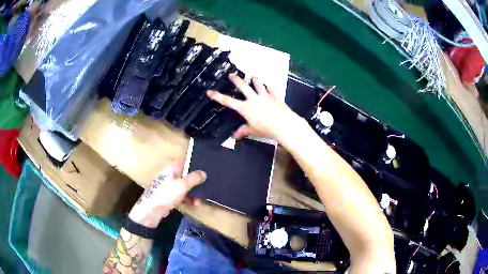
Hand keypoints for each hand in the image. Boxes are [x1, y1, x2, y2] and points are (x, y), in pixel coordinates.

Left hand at [128, 163, 206, 227]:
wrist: (152, 210)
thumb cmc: (167, 193)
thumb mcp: (183, 185)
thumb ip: (194, 178)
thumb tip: (204, 173)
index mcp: (172, 168)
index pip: (186, 162)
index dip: (196, 164)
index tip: (207, 168)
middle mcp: (171, 175)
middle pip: (187, 175)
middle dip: (197, 182)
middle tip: (207, 185)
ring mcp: (170, 186)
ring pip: (186, 186)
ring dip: (194, 193)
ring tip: (200, 200)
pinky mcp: (170, 196)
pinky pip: (182, 195)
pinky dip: (188, 199)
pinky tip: (194, 204)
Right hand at [207, 75, 301, 141]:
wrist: (283, 124)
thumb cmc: (265, 128)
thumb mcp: (253, 131)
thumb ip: (243, 131)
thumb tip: (235, 136)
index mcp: (245, 108)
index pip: (228, 101)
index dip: (217, 96)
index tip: (210, 91)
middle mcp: (253, 99)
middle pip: (243, 86)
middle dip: (236, 80)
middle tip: (232, 74)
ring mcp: (265, 96)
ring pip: (258, 85)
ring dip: (255, 80)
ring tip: (253, 76)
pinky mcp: (275, 97)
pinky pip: (271, 89)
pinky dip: (269, 87)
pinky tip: (268, 84)